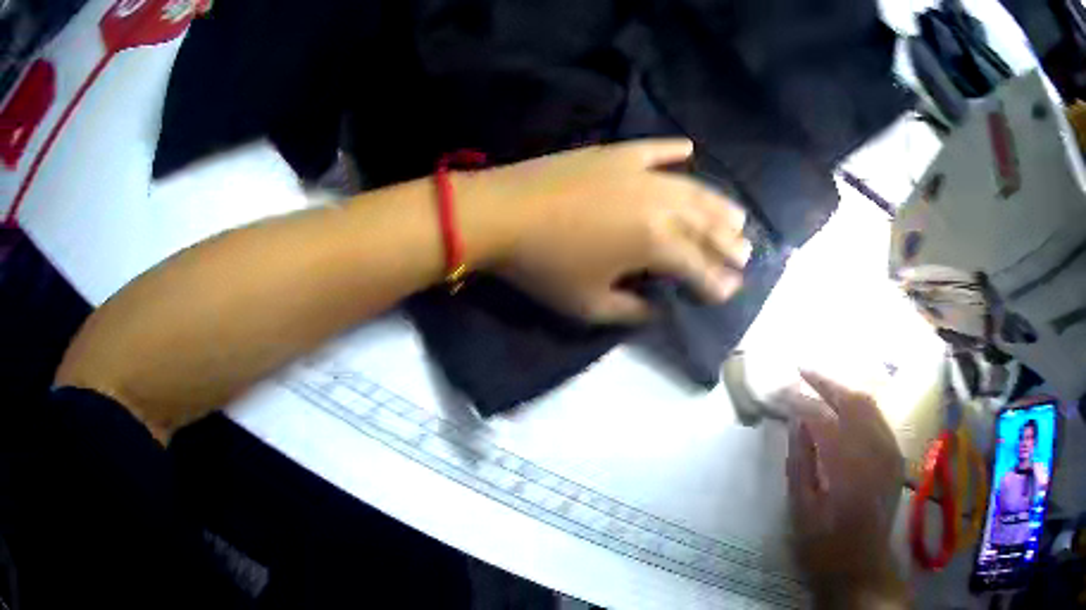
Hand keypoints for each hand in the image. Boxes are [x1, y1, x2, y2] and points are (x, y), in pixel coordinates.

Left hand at [474, 139, 750, 322]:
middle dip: (729, 242)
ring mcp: (639, 173)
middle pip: (705, 224)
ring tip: (737, 215)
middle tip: (745, 253)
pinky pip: (655, 148)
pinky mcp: (616, 153)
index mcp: (655, 243)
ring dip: (718, 203)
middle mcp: (659, 203)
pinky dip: (674, 149)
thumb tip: (658, 310)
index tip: (731, 291)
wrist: (502, 213)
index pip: (698, 266)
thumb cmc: (544, 266)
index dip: (717, 281)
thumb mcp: (589, 305)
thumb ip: (632, 312)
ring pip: (692, 187)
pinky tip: (691, 149)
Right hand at [785, 371, 907, 608]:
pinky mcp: (895, 456)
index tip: (781, 389)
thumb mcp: (801, 512)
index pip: (823, 418)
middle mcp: (874, 450)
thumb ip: (800, 463)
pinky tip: (846, 407)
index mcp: (847, 467)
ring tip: (821, 381)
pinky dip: (860, 405)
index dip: (801, 400)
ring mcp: (889, 451)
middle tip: (801, 370)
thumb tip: (795, 422)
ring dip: (844, 389)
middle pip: (852, 400)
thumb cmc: (824, 547)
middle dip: (826, 381)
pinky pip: (878, 418)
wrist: (861, 567)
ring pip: (869, 404)